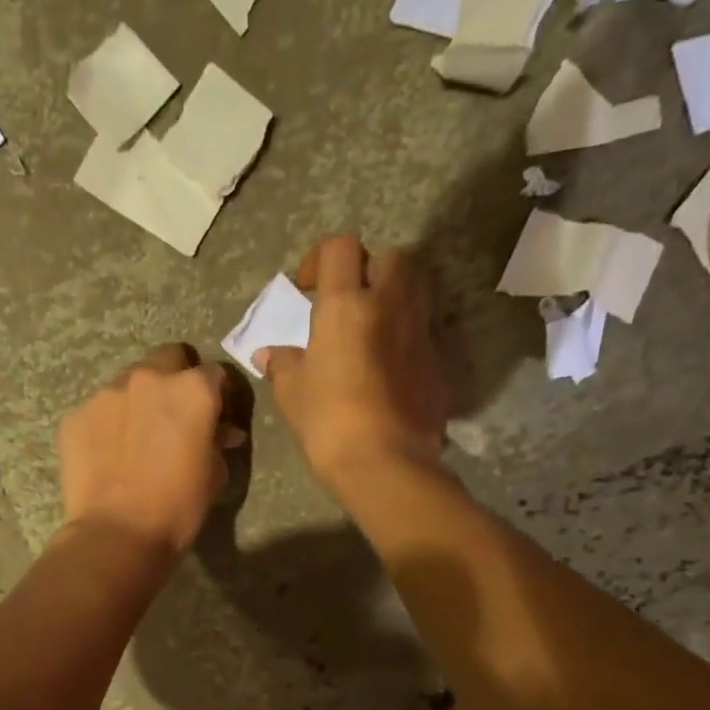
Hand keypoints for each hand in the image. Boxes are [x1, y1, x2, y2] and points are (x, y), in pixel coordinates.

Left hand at [58, 343, 239, 556]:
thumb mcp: (214, 475)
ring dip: (137, 399)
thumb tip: (221, 432)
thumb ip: (217, 442)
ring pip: (128, 382)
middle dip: (175, 377)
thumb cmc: (178, 507)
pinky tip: (108, 454)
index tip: (213, 414)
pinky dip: (107, 424)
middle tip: (173, 413)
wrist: (117, 534)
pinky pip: (97, 410)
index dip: (216, 394)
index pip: (213, 373)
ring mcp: (106, 394)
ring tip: (135, 436)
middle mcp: (148, 378)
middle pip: (167, 358)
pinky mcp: (75, 416)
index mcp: (192, 389)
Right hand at [255, 235, 447, 493]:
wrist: (384, 461)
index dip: (320, 260)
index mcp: (346, 305)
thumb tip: (269, 354)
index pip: (339, 248)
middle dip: (368, 271)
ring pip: (416, 289)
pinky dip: (408, 336)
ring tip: (372, 329)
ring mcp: (421, 332)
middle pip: (390, 258)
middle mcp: (390, 305)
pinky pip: (425, 331)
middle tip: (348, 303)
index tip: (307, 290)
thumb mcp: (291, 392)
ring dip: (394, 297)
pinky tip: (390, 367)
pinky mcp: (440, 361)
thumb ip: (282, 364)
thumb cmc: (327, 421)